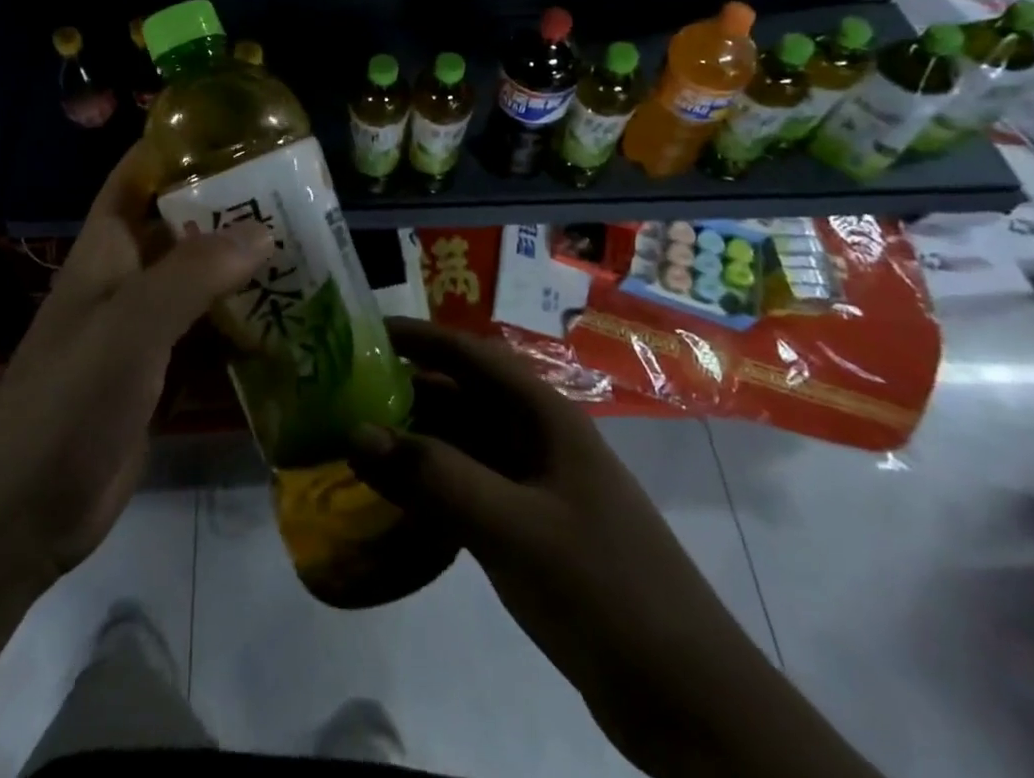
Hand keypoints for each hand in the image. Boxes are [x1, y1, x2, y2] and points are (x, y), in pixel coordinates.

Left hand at [0, 140, 272, 575]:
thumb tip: (265, 232)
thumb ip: (196, 274)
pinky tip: (289, 328)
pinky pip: (207, 339)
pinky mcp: (159, 378)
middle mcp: (126, 279)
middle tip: (299, 199)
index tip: (238, 132)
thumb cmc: (70, 397)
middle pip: (182, 228)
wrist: (24, 511)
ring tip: (308, 255)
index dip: (177, 147)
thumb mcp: (132, 324)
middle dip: (231, 211)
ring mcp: (143, 331)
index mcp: (107, 248)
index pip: (138, 175)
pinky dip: (242, 330)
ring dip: (244, 272)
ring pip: (200, 284)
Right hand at [348, 319, 879, 777]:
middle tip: (343, 395)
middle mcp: (539, 440)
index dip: (420, 337)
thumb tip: (354, 431)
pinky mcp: (531, 530)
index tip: (364, 331)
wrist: (689, 702)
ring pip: (463, 445)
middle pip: (462, 398)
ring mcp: (537, 486)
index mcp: (545, 417)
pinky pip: (470, 488)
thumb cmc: (604, 588)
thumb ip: (434, 476)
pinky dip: (432, 486)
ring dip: (415, 441)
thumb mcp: (513, 528)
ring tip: (356, 443)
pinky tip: (395, 499)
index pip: (472, 355)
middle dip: (406, 391)